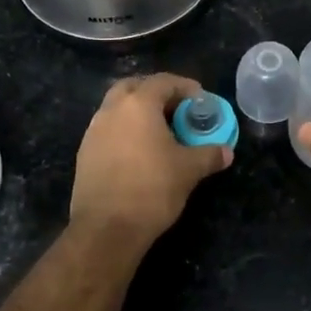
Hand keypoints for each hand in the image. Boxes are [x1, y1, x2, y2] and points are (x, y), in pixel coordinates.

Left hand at [69, 73, 231, 248]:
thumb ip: (209, 155)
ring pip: (116, 108)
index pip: (163, 81)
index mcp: (138, 105)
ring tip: (159, 132)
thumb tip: (226, 152)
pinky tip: (139, 152)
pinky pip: (108, 130)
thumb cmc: (152, 189)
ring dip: (137, 112)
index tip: (200, 100)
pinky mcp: (85, 154)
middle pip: (133, 87)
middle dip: (155, 92)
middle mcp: (111, 111)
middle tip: (175, 108)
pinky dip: (125, 131)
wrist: (107, 229)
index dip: (184, 86)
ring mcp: (93, 132)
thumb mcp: (189, 170)